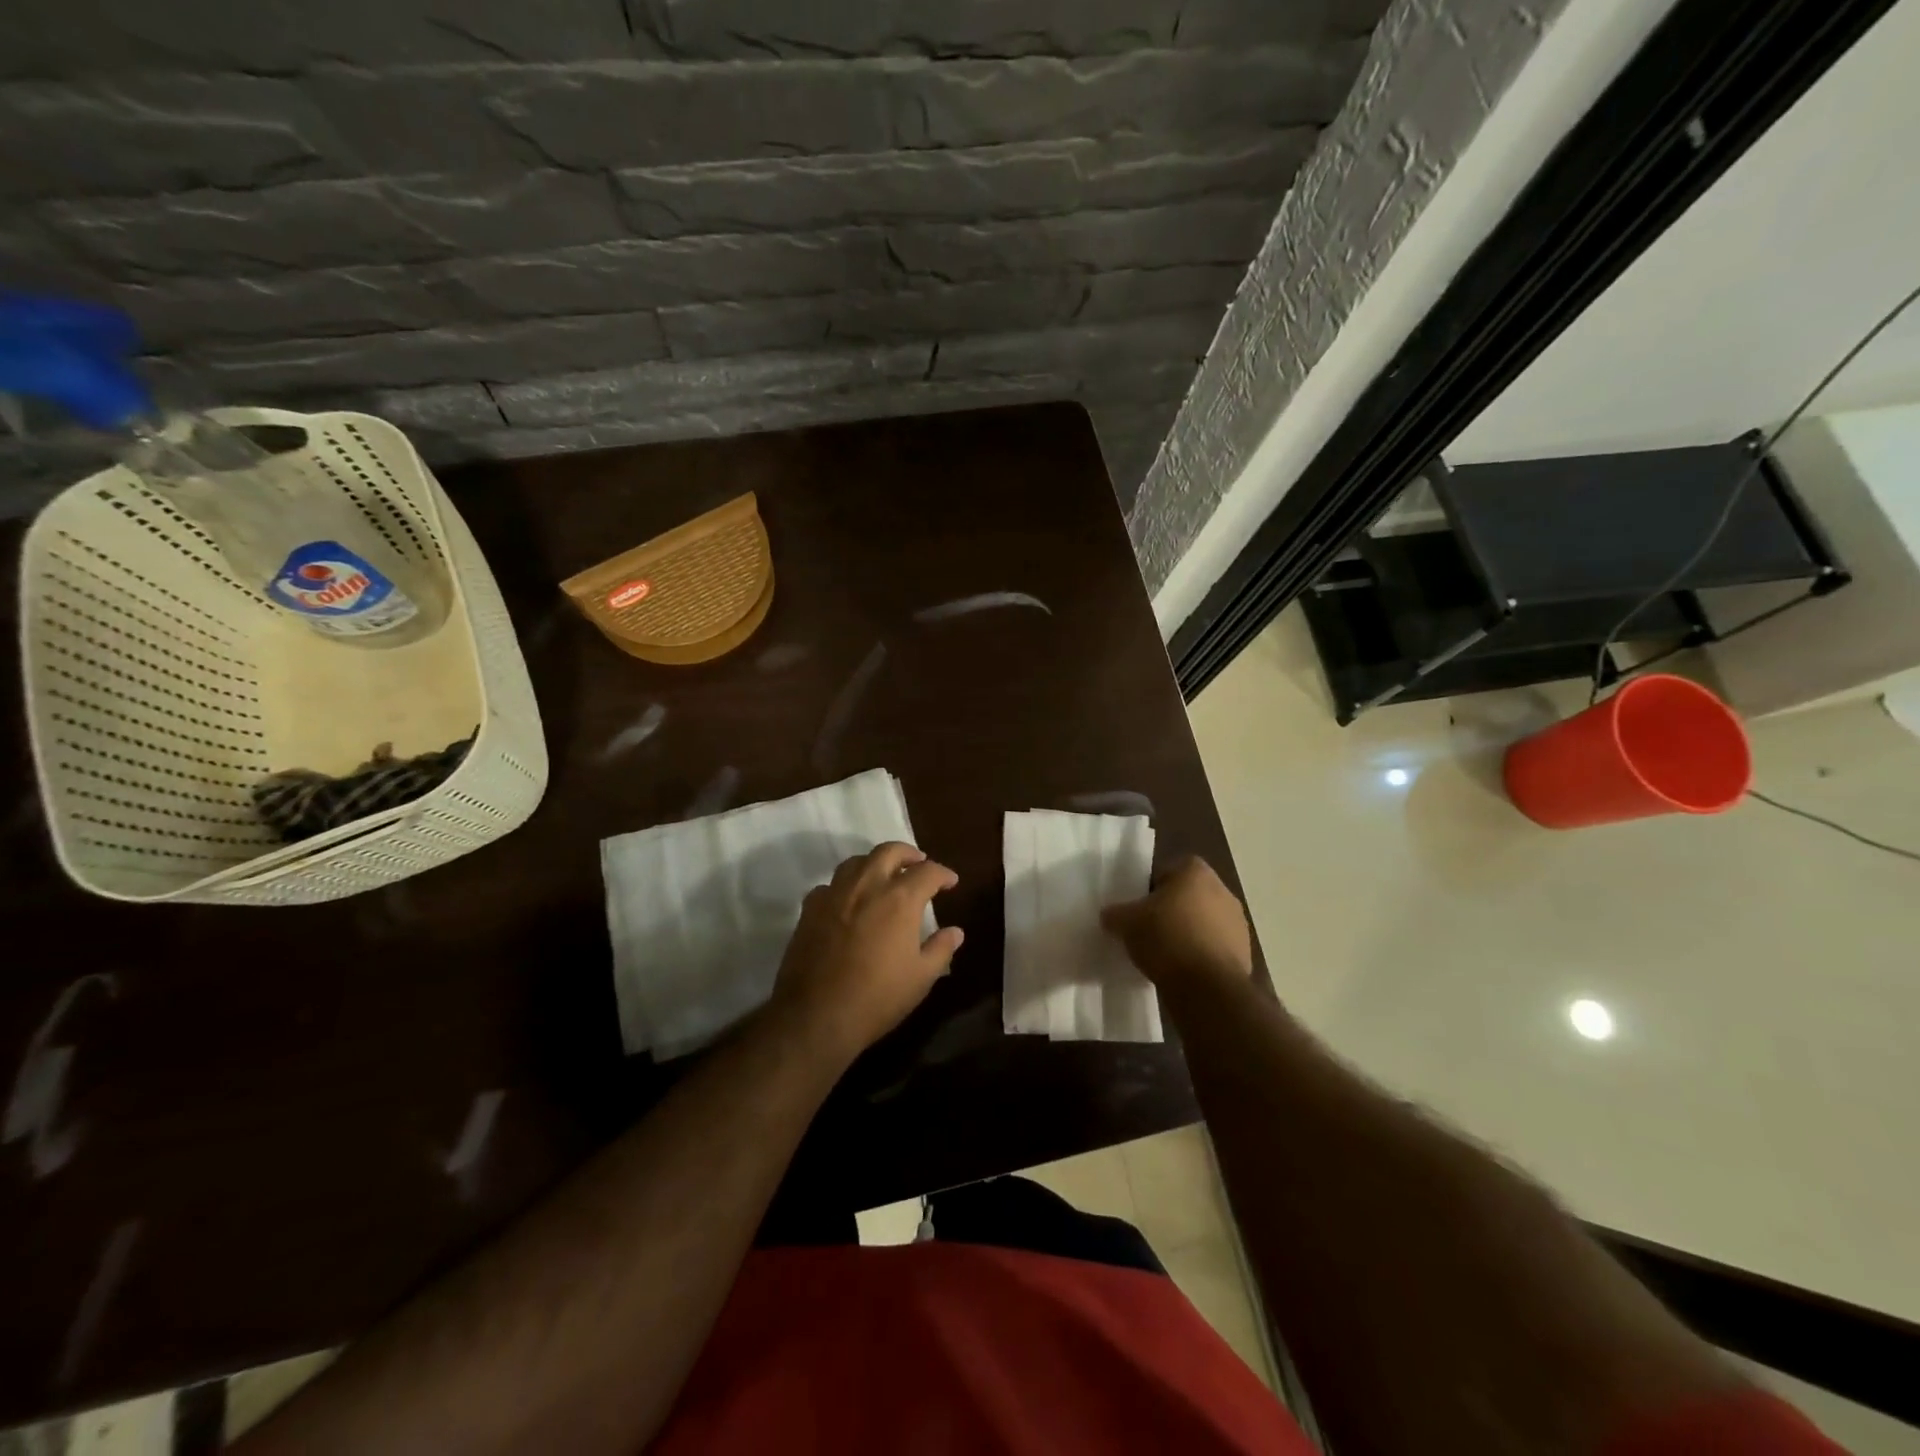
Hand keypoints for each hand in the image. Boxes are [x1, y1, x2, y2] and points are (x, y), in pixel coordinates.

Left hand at [769, 842, 962, 1064]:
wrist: (816, 1015)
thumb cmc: (878, 998)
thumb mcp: (921, 978)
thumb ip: (941, 949)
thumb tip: (956, 932)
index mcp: (900, 899)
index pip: (928, 871)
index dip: (943, 874)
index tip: (950, 882)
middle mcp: (867, 885)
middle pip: (889, 851)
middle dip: (908, 854)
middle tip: (918, 863)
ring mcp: (835, 894)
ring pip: (856, 861)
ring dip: (875, 863)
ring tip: (883, 876)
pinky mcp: (810, 909)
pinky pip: (830, 885)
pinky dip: (845, 886)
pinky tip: (848, 901)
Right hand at [1101, 856, 1252, 994]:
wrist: (1207, 987)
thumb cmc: (1166, 938)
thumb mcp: (1127, 923)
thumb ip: (1116, 914)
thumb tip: (1110, 916)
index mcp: (1195, 871)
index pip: (1166, 872)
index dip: (1149, 890)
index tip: (1139, 910)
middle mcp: (1222, 889)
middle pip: (1187, 896)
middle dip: (1170, 911)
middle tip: (1148, 930)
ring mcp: (1238, 922)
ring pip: (1202, 922)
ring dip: (1187, 933)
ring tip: (1165, 955)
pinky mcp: (1245, 952)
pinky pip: (1214, 947)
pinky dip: (1200, 955)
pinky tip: (1183, 971)